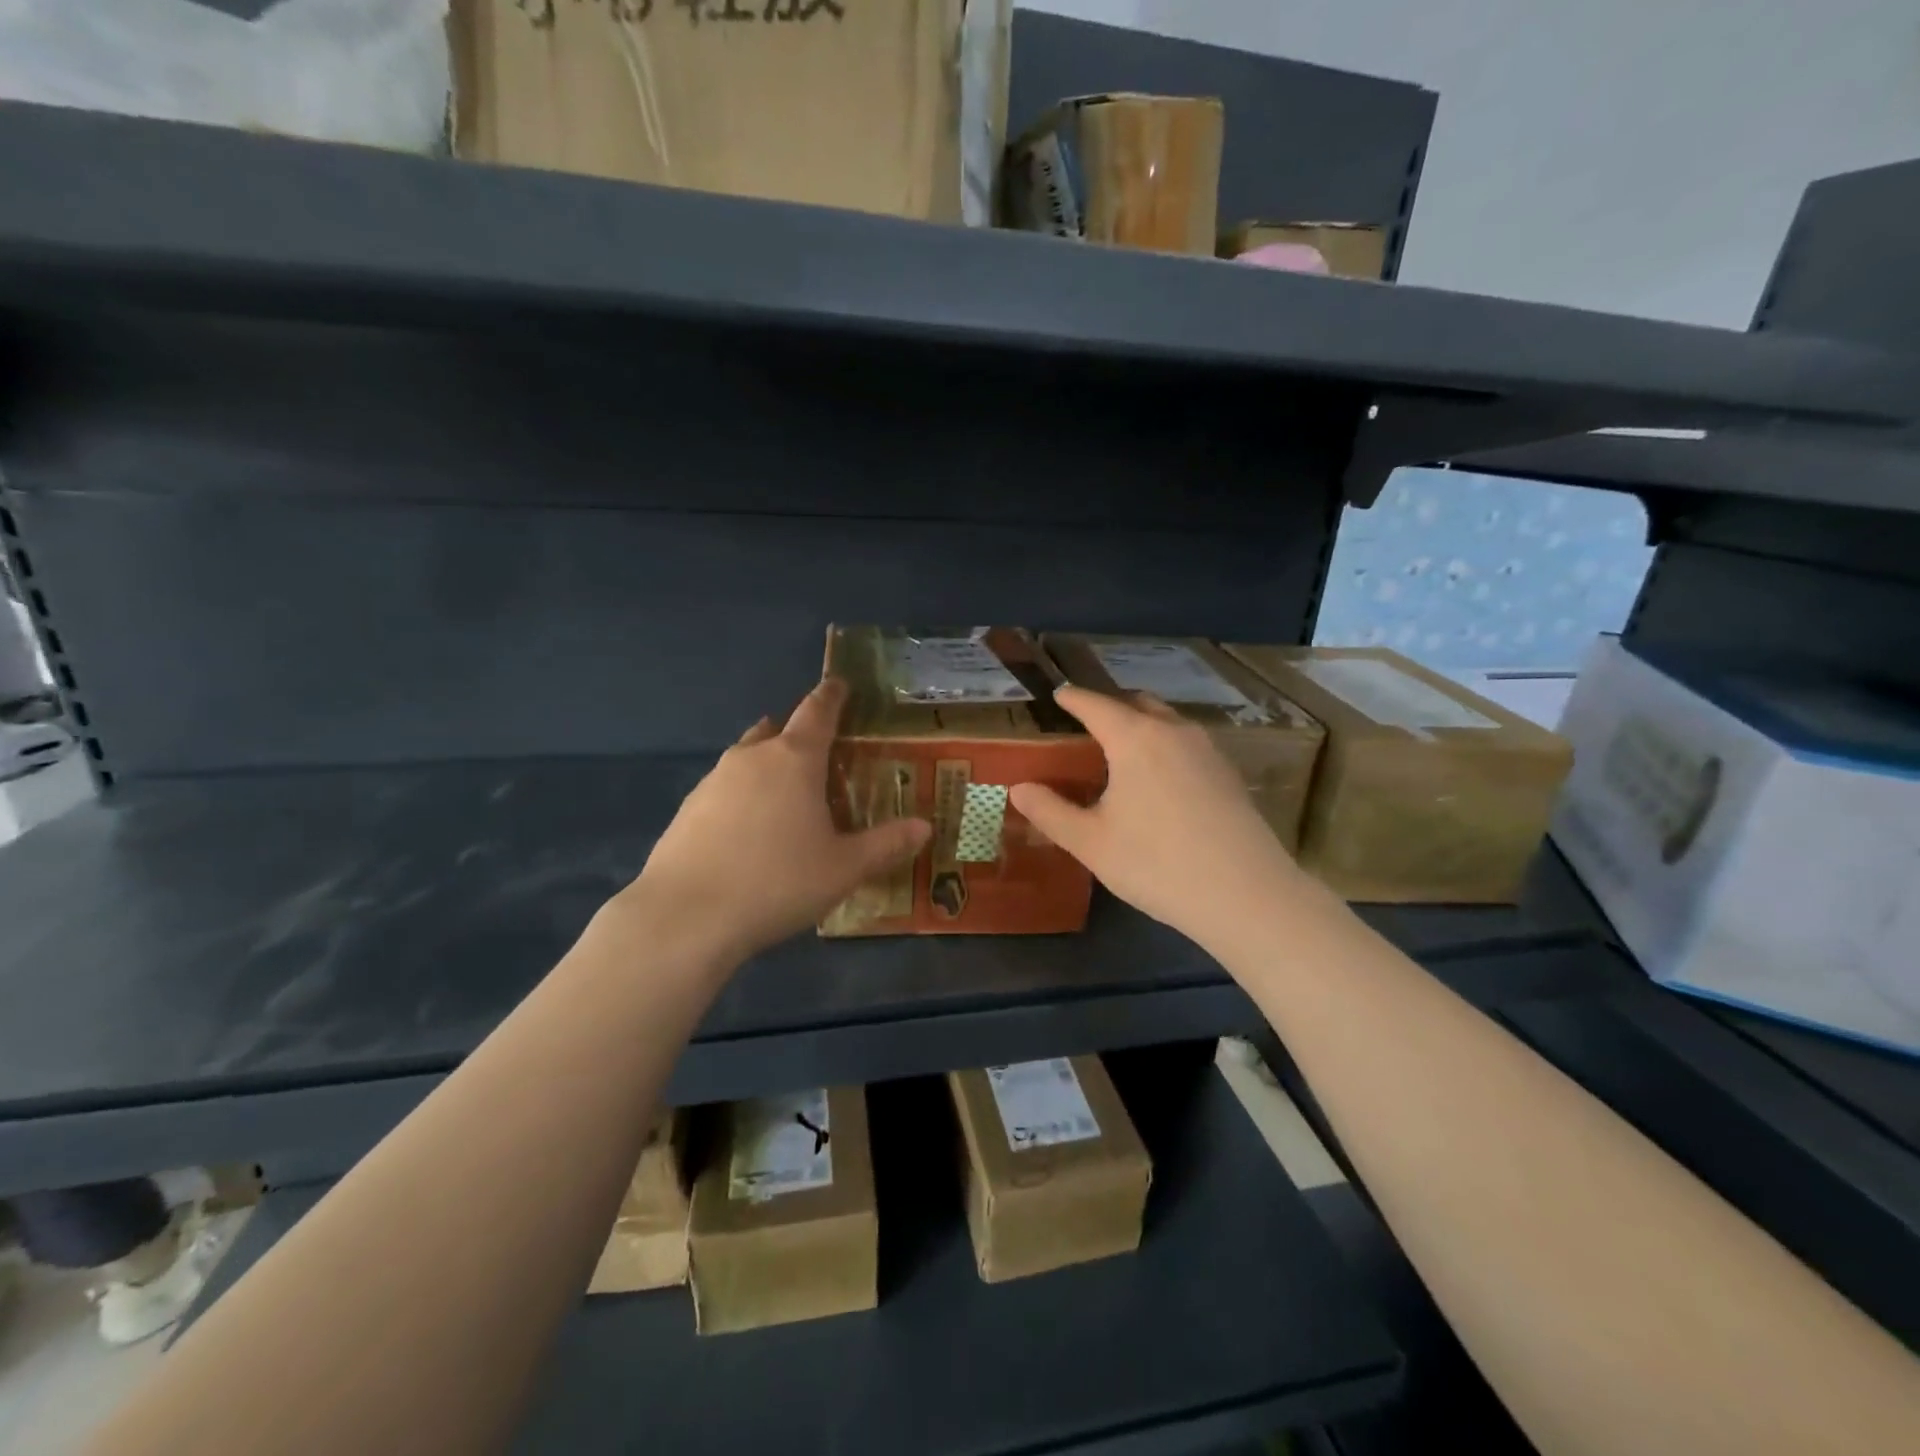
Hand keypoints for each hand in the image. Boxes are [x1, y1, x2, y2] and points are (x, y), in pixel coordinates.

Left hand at [616, 679, 930, 967]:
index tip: (839, 684)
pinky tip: (749, 832)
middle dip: (798, 735)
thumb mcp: (844, 868)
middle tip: (820, 756)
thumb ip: (886, 845)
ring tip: (786, 797)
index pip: (818, 711)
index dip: (832, 696)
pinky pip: (724, 790)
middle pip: (777, 731)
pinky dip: (742, 796)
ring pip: (747, 759)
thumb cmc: (778, 881)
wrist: (685, 917)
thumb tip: (925, 827)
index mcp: (794, 759)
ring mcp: (713, 782)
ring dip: (768, 766)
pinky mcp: (686, 810)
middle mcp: (751, 758)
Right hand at [1009, 687, 1307, 952]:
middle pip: (1136, 704)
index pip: (1095, 705)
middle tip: (1087, 724)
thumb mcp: (1091, 842)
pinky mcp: (1228, 773)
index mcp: (1135, 739)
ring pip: (1166, 722)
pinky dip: (1164, 745)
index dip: (1073, 698)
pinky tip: (1159, 779)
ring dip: (1141, 724)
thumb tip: (1018, 788)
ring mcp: (1207, 750)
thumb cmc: (1156, 864)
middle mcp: (1173, 732)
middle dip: (1110, 707)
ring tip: (1121, 750)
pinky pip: (1186, 743)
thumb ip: (1050, 812)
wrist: (1246, 895)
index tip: (1059, 694)